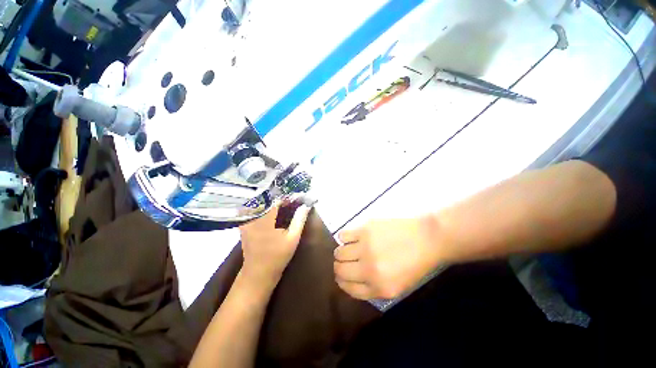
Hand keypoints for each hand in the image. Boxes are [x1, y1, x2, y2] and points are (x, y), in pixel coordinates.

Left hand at [240, 202, 310, 285]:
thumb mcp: (293, 238)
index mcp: (264, 219)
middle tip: (292, 200)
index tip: (297, 197)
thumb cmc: (277, 256)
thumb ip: (299, 219)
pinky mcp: (245, 223)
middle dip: (280, 197)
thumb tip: (306, 205)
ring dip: (274, 201)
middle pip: (267, 198)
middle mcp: (252, 216)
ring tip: (286, 203)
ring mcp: (246, 220)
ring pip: (261, 203)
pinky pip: (257, 209)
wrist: (258, 273)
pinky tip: (276, 211)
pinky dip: (267, 207)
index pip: (275, 198)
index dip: (287, 196)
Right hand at [334, 216, 441, 299]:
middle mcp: (369, 269)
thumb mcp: (397, 286)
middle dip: (339, 267)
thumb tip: (349, 279)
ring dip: (341, 252)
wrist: (427, 239)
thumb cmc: (415, 264)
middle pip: (339, 270)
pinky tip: (352, 237)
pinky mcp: (365, 230)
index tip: (342, 275)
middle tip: (344, 261)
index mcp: (379, 288)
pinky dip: (344, 237)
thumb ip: (372, 287)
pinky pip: (343, 235)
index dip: (342, 281)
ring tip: (349, 248)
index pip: (348, 288)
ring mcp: (366, 247)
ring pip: (339, 252)